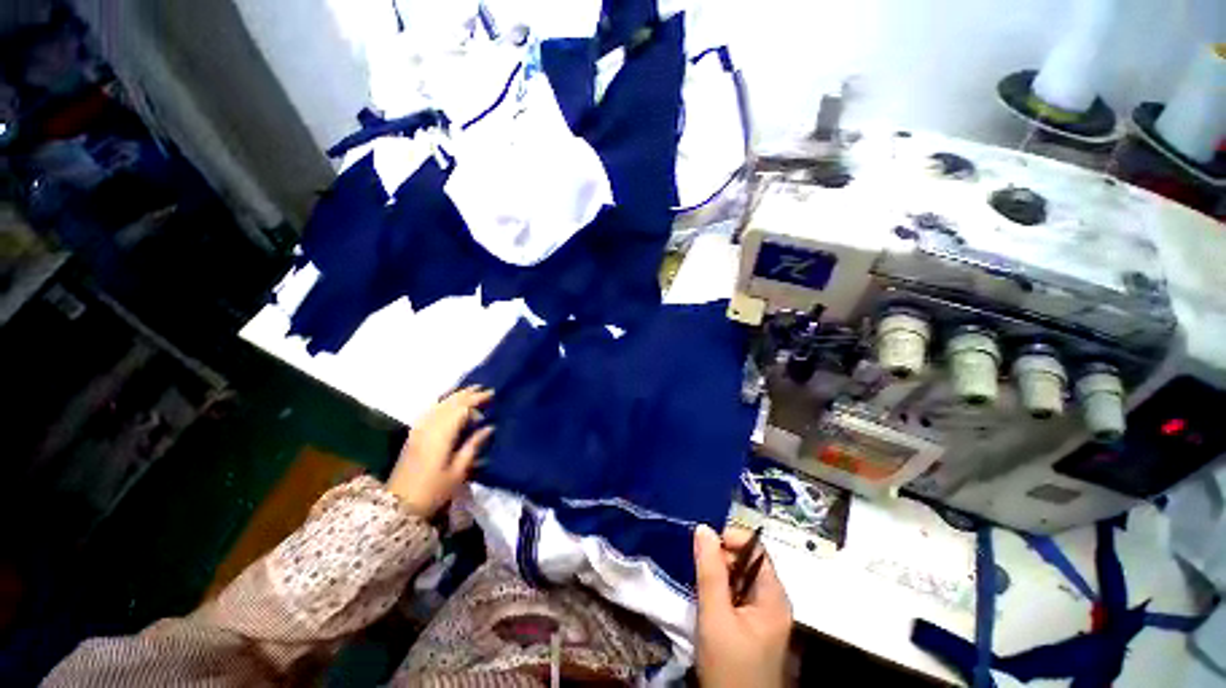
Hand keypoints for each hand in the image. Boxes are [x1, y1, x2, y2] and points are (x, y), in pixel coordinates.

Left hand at [387, 386, 493, 517]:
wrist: (399, 505)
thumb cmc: (433, 491)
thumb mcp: (458, 472)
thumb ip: (473, 446)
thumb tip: (489, 427)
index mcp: (441, 436)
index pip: (461, 409)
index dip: (476, 400)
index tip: (491, 394)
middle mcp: (428, 428)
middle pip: (449, 404)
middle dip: (467, 394)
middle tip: (483, 389)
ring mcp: (418, 430)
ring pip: (438, 405)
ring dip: (454, 396)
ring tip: (469, 391)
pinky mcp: (413, 435)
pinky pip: (430, 411)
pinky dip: (441, 403)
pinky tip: (447, 402)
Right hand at [694, 524, 792, 687]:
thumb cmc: (729, 667)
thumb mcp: (715, 617)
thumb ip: (710, 572)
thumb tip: (703, 529)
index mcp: (773, 596)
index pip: (755, 549)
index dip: (730, 539)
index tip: (703, 544)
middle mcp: (773, 601)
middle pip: (747, 562)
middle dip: (721, 559)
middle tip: (698, 570)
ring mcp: (764, 615)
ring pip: (739, 579)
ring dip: (718, 576)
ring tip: (699, 584)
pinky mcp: (753, 627)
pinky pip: (737, 596)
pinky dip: (721, 592)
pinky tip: (707, 601)